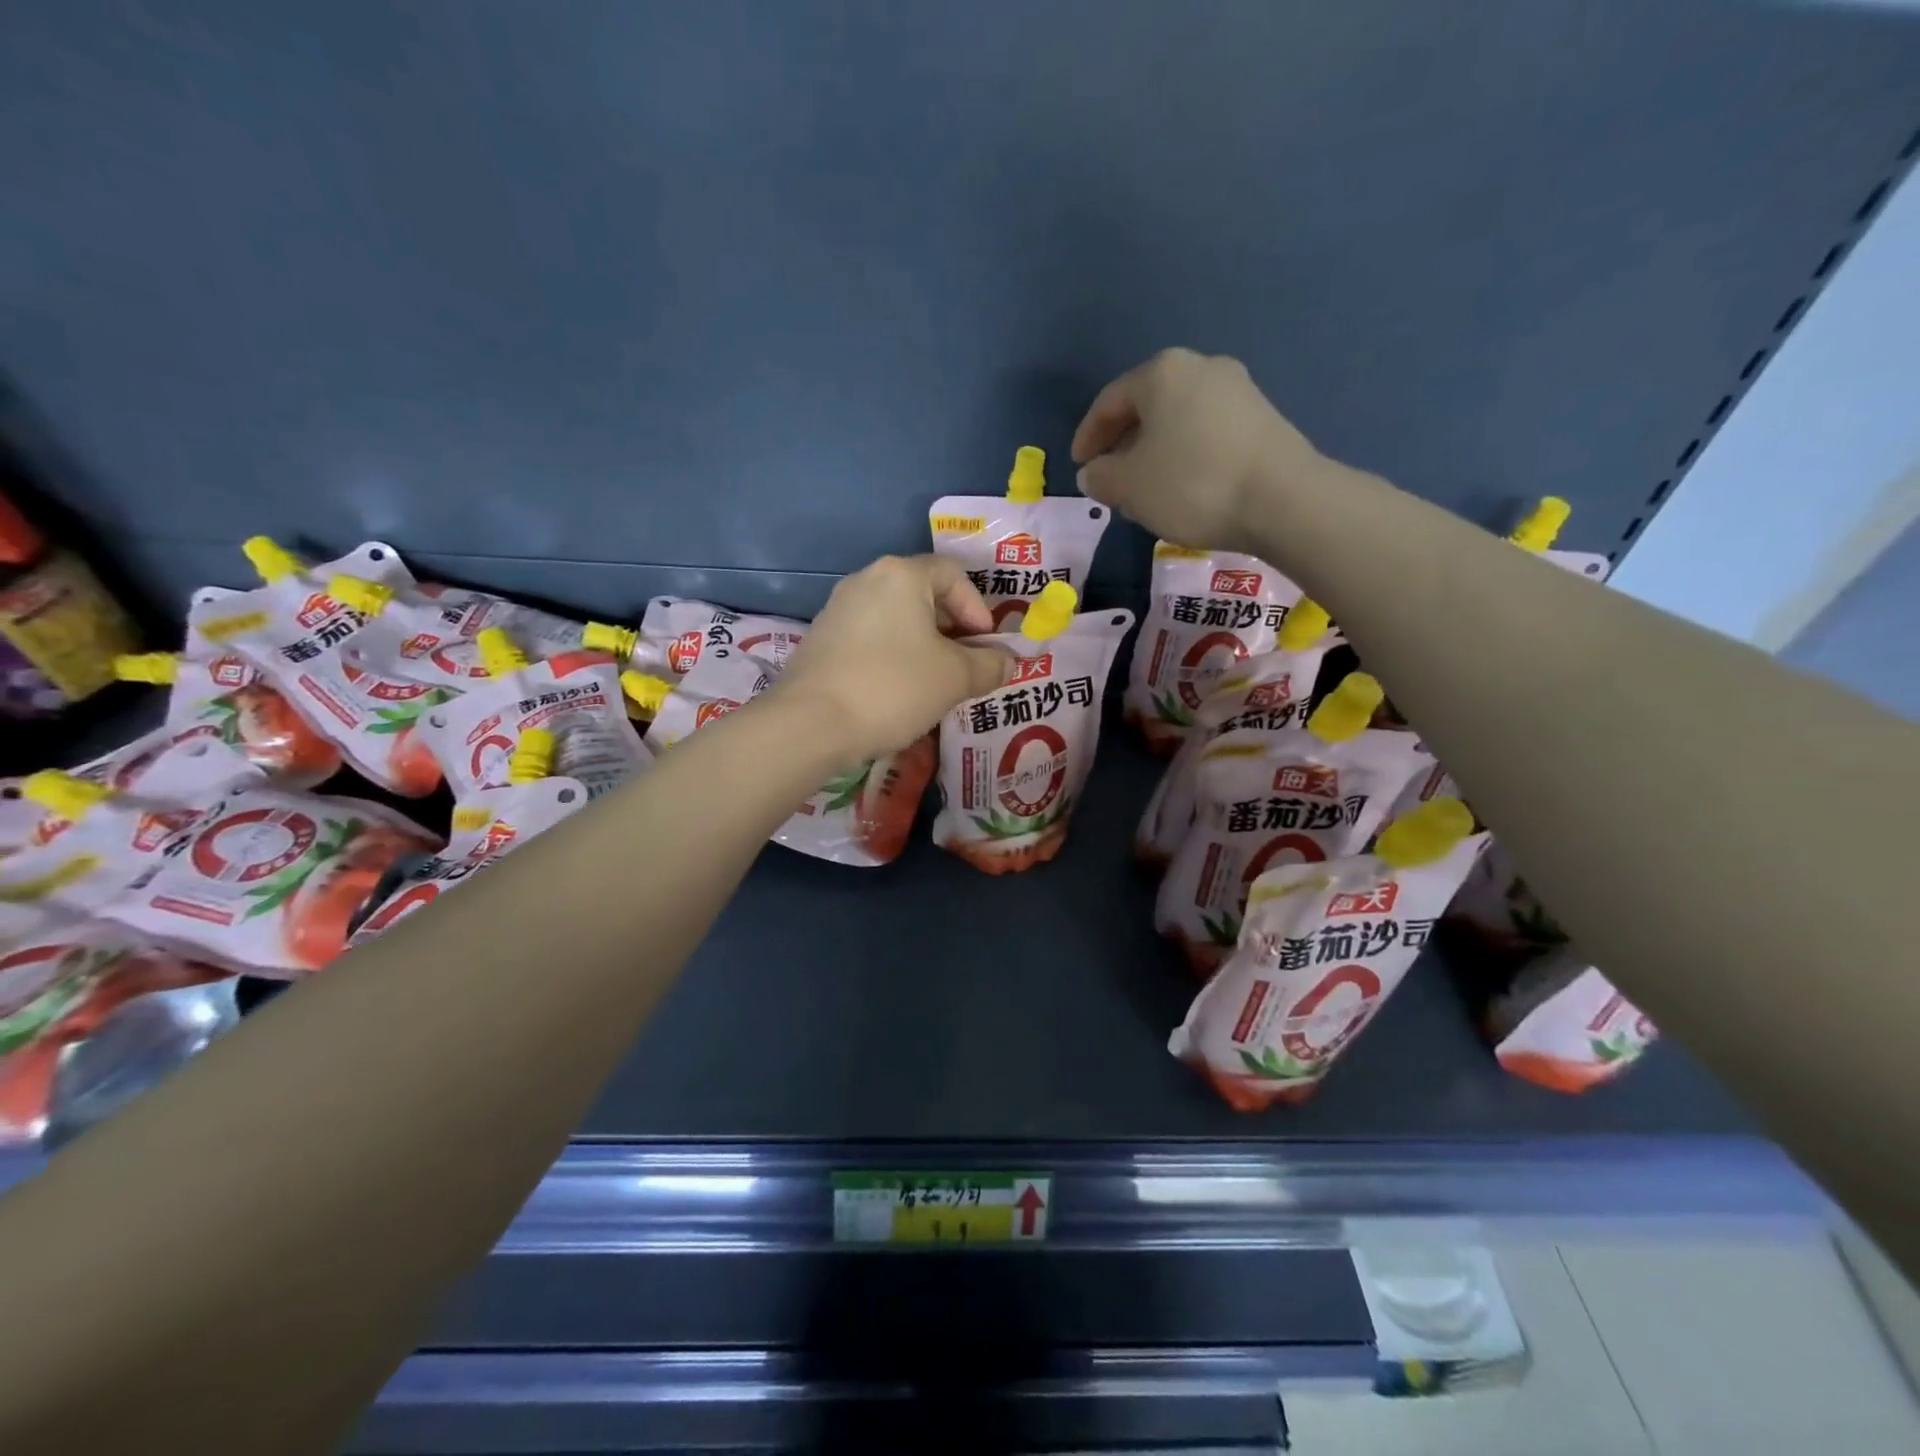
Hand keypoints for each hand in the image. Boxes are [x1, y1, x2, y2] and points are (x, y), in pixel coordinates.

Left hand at [771, 555, 1011, 763]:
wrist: (810, 723)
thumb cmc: (893, 687)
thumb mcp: (955, 678)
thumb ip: (989, 665)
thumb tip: (1009, 662)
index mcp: (901, 575)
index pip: (952, 574)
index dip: (977, 608)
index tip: (984, 645)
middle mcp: (866, 580)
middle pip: (922, 594)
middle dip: (951, 629)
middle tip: (964, 665)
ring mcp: (837, 610)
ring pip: (894, 619)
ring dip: (921, 645)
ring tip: (933, 683)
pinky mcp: (819, 640)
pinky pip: (869, 639)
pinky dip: (891, 657)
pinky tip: (895, 692)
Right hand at [1070, 348, 1330, 553]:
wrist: (1282, 500)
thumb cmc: (1191, 484)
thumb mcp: (1129, 487)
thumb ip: (1101, 477)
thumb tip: (1093, 473)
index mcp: (1162, 373)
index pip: (1109, 401)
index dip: (1088, 436)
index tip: (1079, 466)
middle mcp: (1202, 367)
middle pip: (1147, 407)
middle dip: (1124, 444)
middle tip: (1110, 479)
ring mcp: (1238, 390)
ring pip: (1178, 421)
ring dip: (1155, 453)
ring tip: (1145, 490)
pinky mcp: (1263, 419)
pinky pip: (1207, 433)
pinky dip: (1186, 456)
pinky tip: (1184, 488)